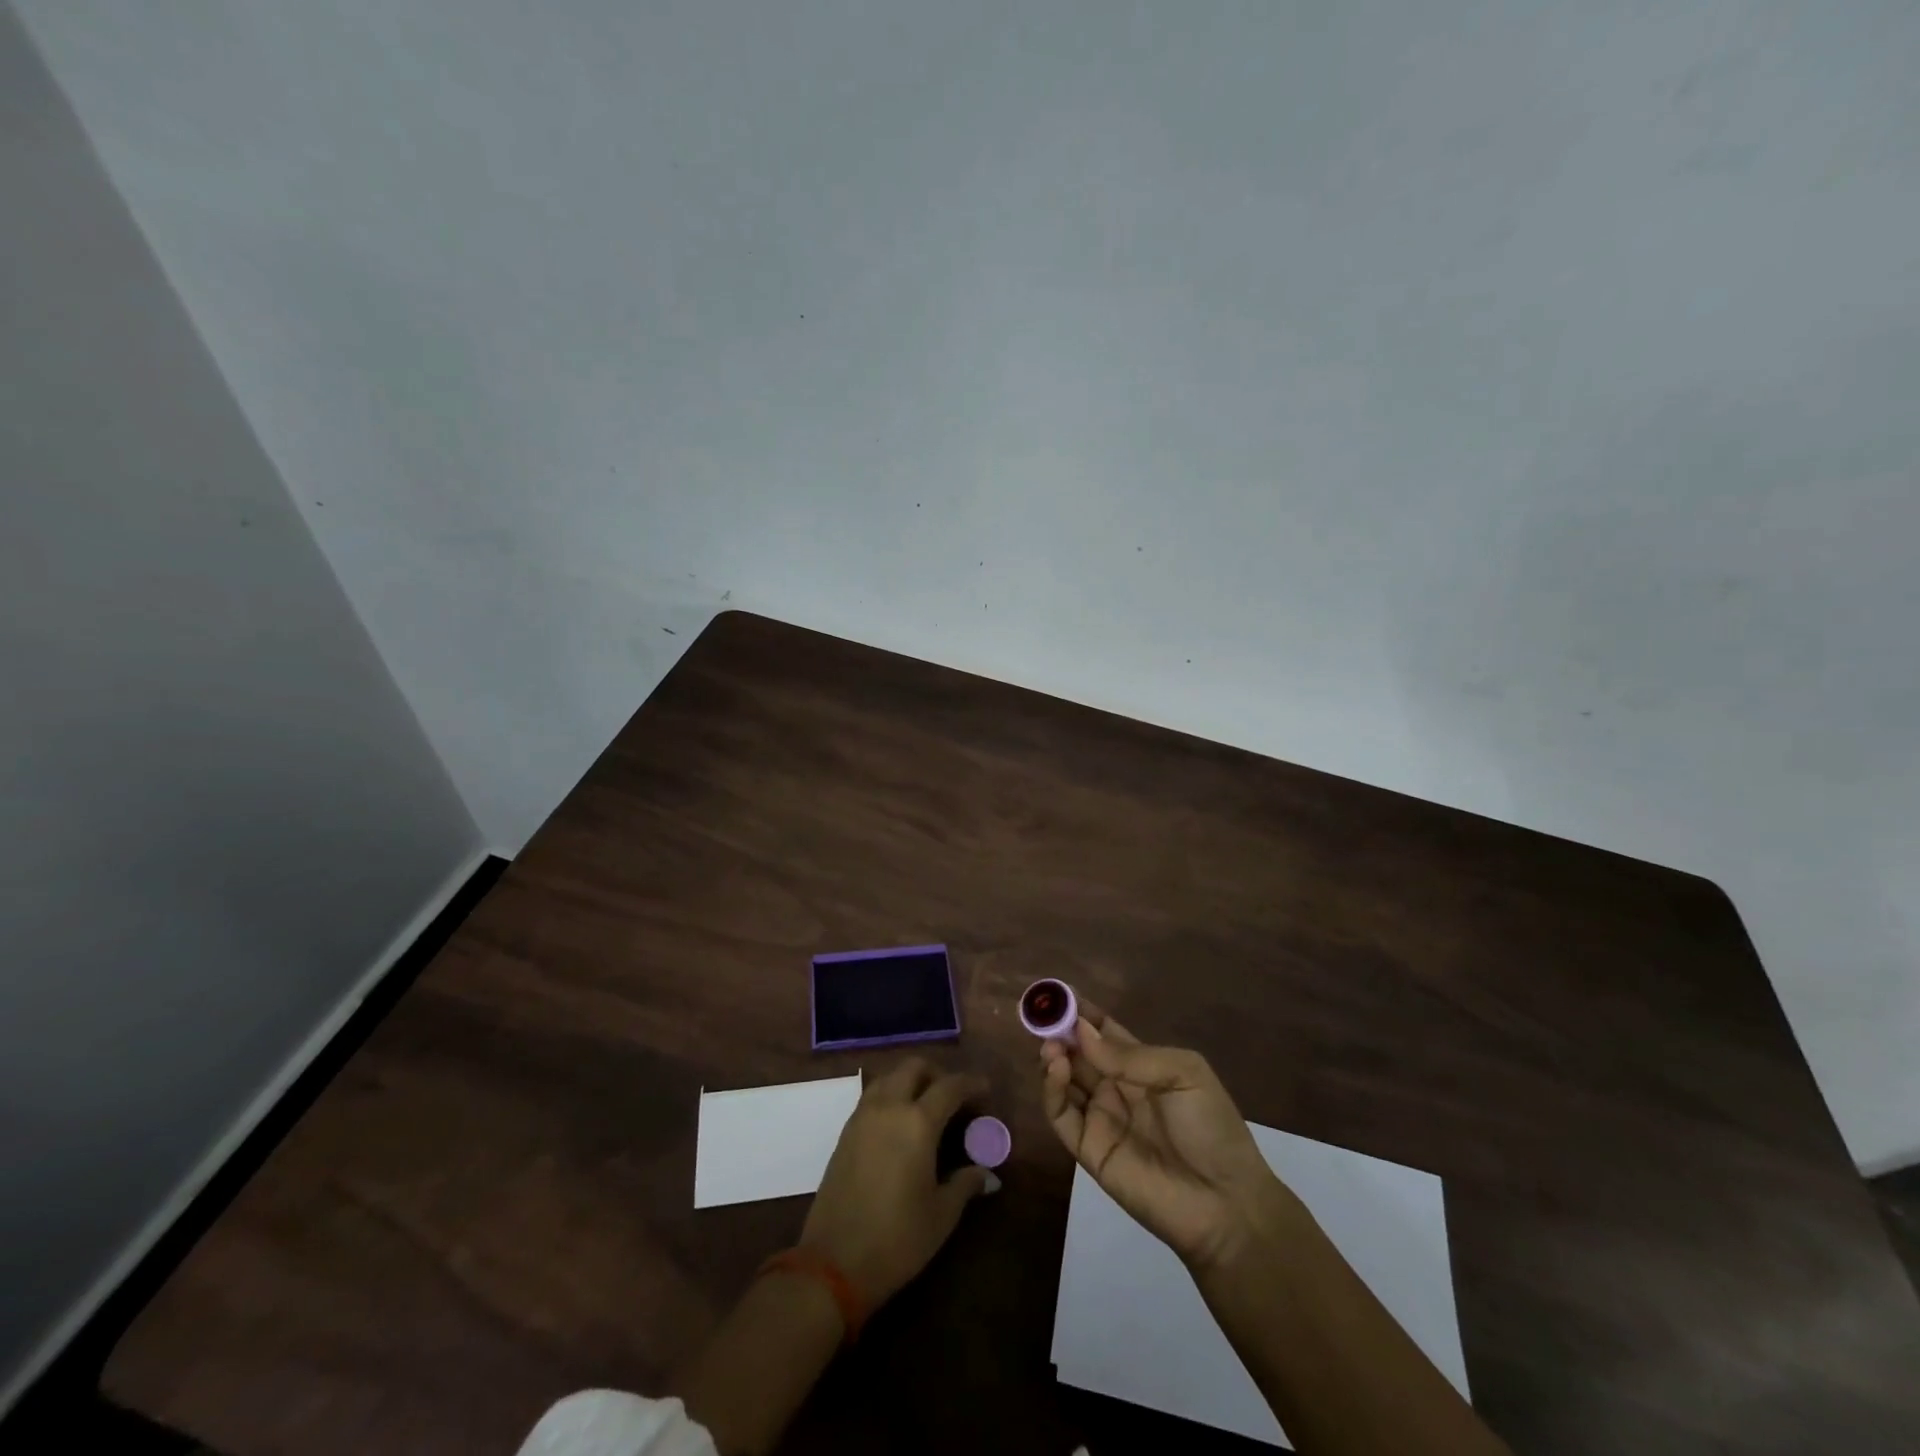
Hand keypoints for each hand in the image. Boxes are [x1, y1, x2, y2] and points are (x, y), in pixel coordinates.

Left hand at [799, 1058, 992, 1307]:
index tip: (986, 1089)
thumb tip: (987, 1173)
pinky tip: (900, 1123)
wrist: (833, 1262)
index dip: (971, 1083)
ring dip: (910, 1080)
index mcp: (918, 1122)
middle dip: (938, 1073)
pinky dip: (891, 1095)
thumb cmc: (897, 1239)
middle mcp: (889, 1107)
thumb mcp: (941, 1215)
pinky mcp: (845, 1132)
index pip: (950, 1086)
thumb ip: (966, 1184)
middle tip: (953, 1096)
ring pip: (889, 1077)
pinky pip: (872, 1096)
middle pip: (914, 1067)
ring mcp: (862, 1116)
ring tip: (926, 1106)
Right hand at [1040, 1001, 1299, 1272]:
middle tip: (1044, 1017)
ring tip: (1051, 1044)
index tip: (1058, 994)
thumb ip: (1130, 1055)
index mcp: (1141, 1065)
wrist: (1224, 1203)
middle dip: (1060, 1031)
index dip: (1082, 1013)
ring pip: (1063, 1080)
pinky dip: (1051, 1089)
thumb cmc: (1211, 1128)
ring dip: (1052, 1056)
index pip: (1103, 1032)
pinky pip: (1061, 1114)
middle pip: (1077, 1052)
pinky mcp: (1088, 1148)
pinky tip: (1056, 1068)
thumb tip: (1082, 1032)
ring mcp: (1100, 1117)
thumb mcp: (1183, 1074)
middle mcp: (1115, 1087)